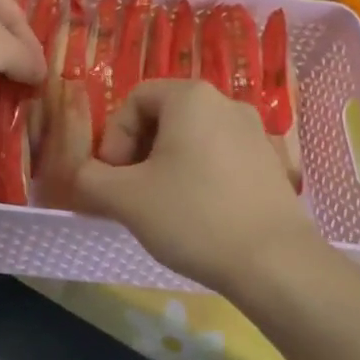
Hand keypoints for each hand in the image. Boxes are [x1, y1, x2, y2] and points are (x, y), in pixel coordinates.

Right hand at [72, 81, 321, 296]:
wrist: (276, 263)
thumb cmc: (194, 217)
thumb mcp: (125, 198)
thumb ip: (89, 178)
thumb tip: (83, 175)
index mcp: (191, 96)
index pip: (134, 100)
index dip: (114, 138)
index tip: (114, 179)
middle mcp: (226, 102)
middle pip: (164, 117)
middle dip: (139, 152)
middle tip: (132, 194)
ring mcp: (255, 131)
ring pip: (192, 139)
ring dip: (167, 166)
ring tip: (163, 207)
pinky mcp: (271, 162)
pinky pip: (220, 157)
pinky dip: (199, 176)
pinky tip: (199, 215)